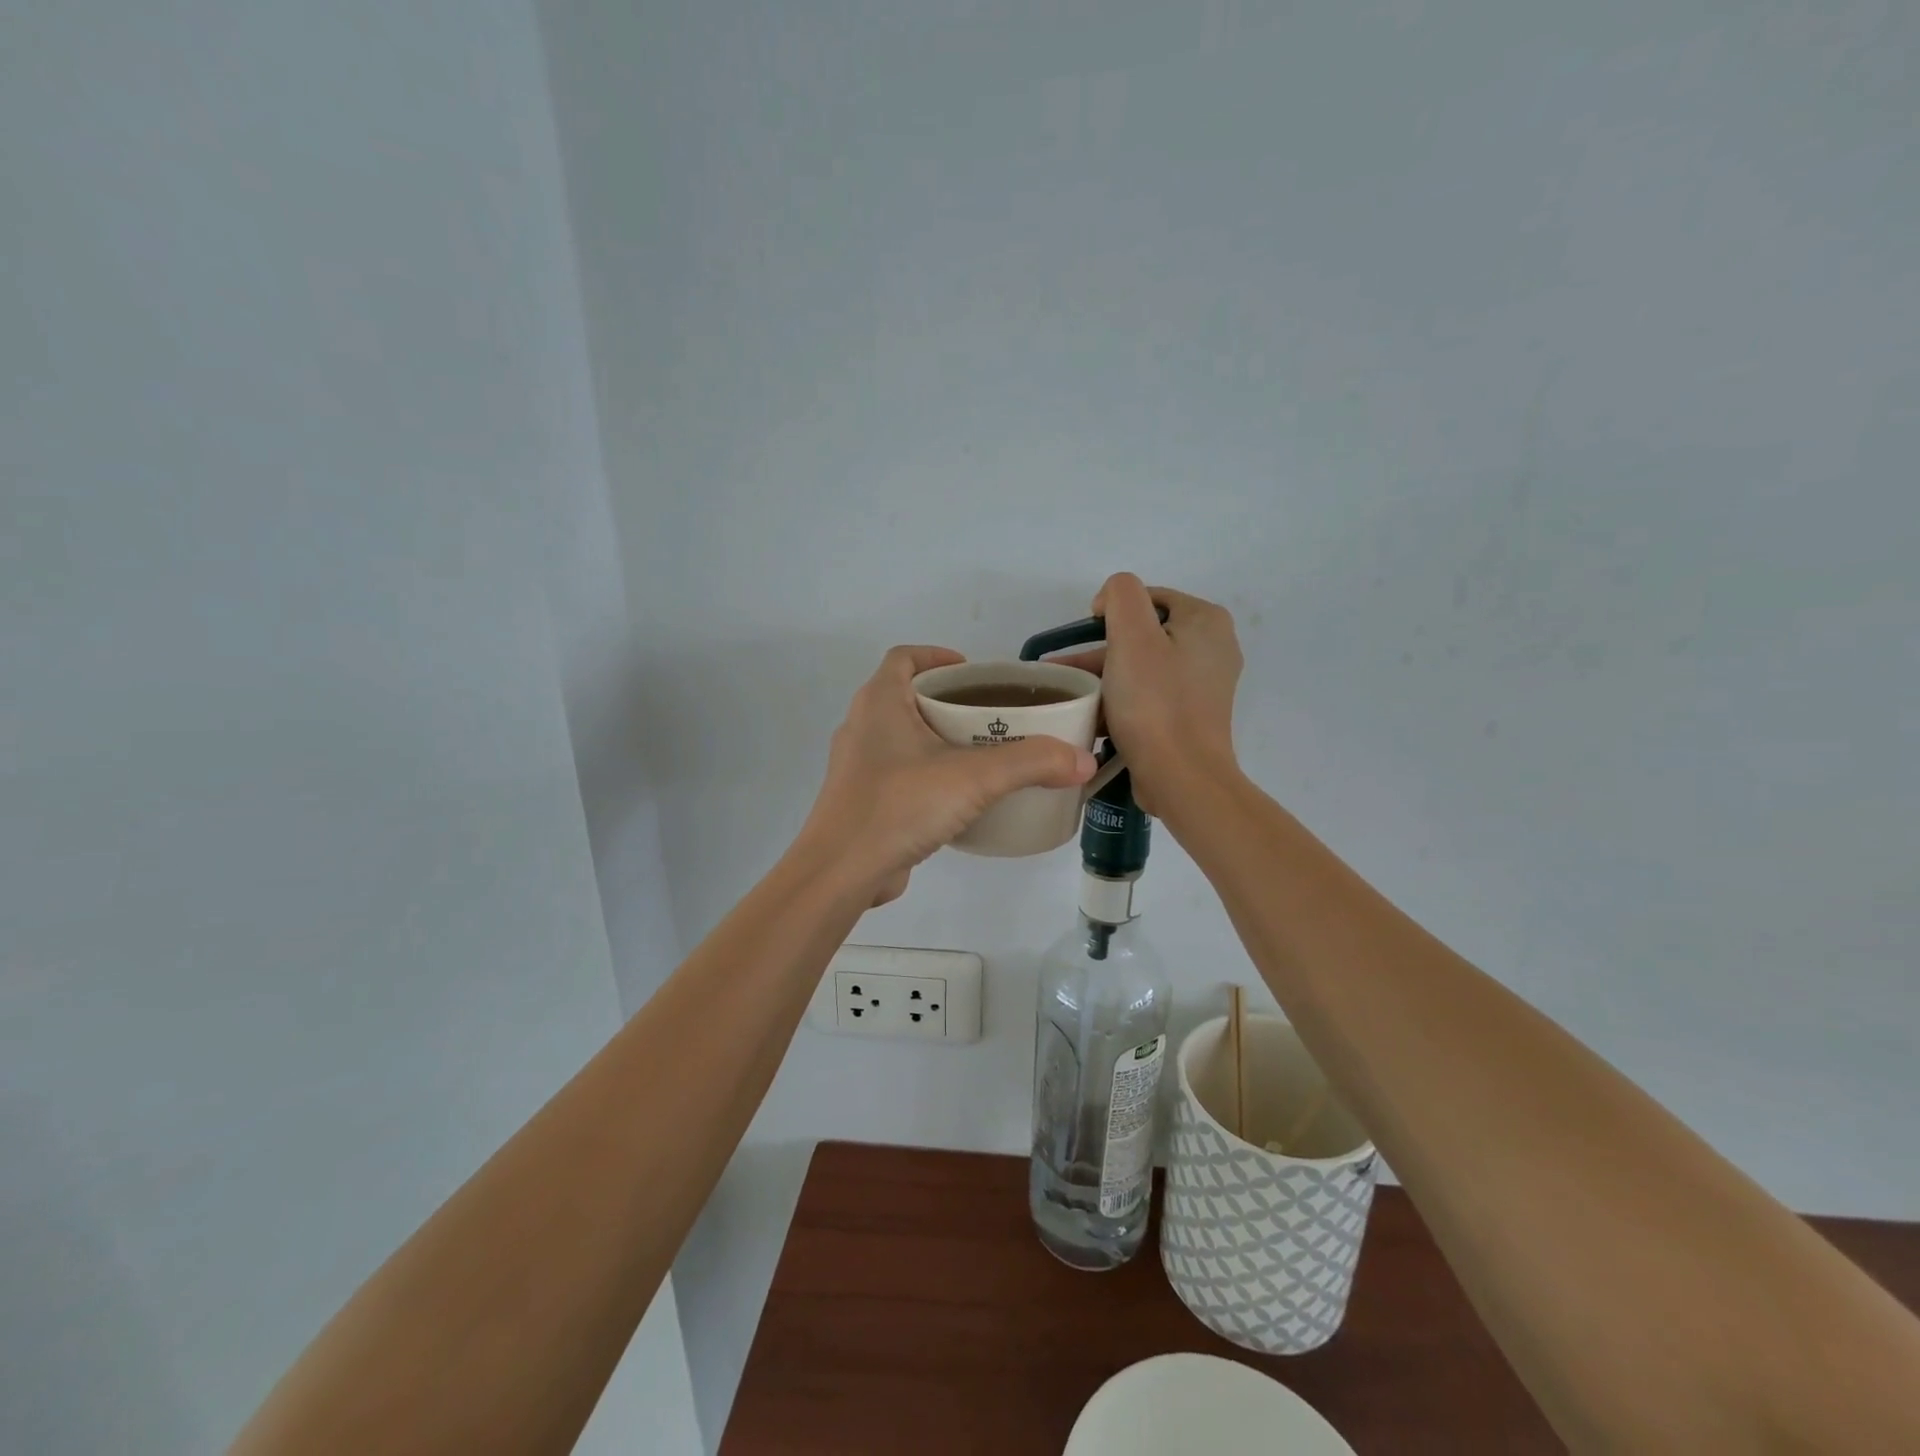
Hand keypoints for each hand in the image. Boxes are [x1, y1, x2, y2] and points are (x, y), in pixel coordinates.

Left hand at [798, 646, 1097, 905]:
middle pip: (907, 696)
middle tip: (992, 716)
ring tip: (983, 754)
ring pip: (903, 737)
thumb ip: (1031, 764)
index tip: (974, 673)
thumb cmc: (899, 806)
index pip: (904, 658)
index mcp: (879, 702)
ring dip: (938, 739)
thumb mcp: (974, 778)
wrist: (841, 872)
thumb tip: (1082, 760)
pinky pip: (900, 773)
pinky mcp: (863, 801)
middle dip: (949, 701)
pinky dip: (928, 773)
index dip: (937, 656)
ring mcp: (858, 766)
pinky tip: (959, 797)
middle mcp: (863, 726)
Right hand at [1057, 574, 1242, 816]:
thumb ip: (1121, 595)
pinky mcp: (1191, 715)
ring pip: (1143, 666)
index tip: (1082, 637)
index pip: (1148, 597)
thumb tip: (1112, 600)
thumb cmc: (1155, 702)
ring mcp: (1204, 684)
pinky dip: (1122, 698)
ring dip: (1105, 676)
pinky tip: (1092, 712)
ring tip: (1067, 692)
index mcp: (1206, 620)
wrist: (1181, 777)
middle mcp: (1213, 647)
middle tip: (1063, 669)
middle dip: (1100, 650)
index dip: (1110, 611)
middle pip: (1144, 634)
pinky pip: (1150, 694)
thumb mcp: (1131, 635)